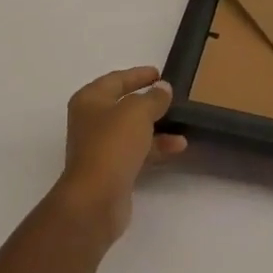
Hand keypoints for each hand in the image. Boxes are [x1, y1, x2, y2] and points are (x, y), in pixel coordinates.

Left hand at [53, 66, 186, 242]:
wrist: (95, 199)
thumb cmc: (112, 145)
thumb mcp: (137, 112)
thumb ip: (153, 98)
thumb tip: (163, 88)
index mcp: (90, 100)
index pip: (116, 79)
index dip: (138, 75)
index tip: (159, 73)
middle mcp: (91, 121)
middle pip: (124, 105)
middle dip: (149, 102)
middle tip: (172, 97)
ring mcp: (100, 147)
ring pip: (132, 130)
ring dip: (157, 127)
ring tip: (183, 124)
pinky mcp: (111, 170)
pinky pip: (137, 152)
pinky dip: (155, 147)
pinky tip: (178, 147)